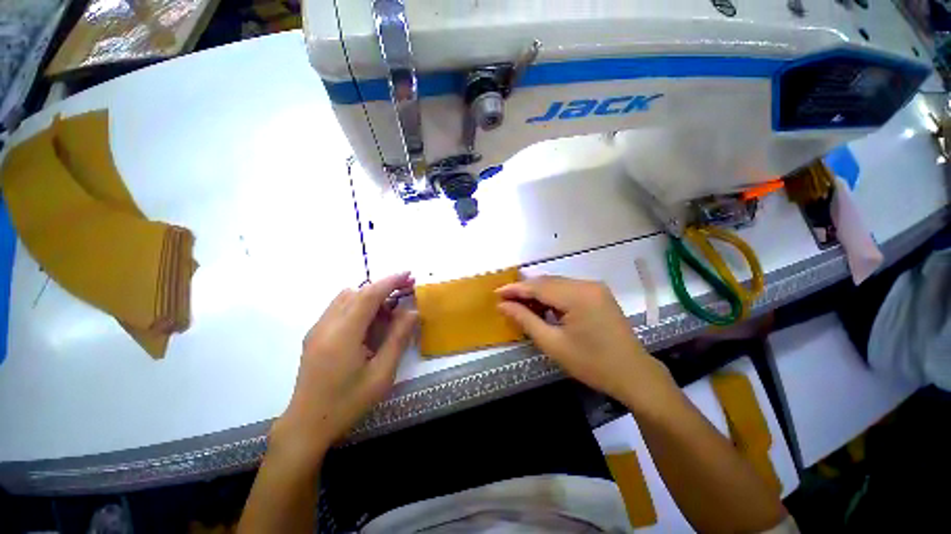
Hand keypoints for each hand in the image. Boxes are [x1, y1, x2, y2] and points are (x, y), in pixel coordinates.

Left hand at [272, 272, 417, 461]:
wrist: (307, 425)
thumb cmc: (348, 403)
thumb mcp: (381, 374)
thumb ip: (398, 339)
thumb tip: (412, 312)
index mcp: (342, 335)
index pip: (368, 295)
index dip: (390, 281)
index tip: (409, 274)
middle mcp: (326, 325)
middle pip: (357, 292)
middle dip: (383, 287)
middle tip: (405, 291)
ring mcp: (317, 329)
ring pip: (346, 297)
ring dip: (370, 296)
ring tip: (390, 310)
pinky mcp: (314, 334)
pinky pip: (339, 308)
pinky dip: (359, 305)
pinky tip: (370, 322)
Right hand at [497, 276, 673, 407]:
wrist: (633, 374)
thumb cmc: (591, 364)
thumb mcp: (553, 344)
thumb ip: (526, 320)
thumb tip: (503, 305)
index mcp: (578, 296)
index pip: (539, 286)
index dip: (515, 289)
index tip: (496, 294)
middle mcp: (587, 284)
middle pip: (547, 282)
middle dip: (525, 290)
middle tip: (506, 301)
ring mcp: (595, 287)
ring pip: (557, 284)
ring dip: (538, 293)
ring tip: (521, 306)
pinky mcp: (598, 293)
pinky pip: (568, 289)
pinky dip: (552, 296)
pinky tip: (543, 307)